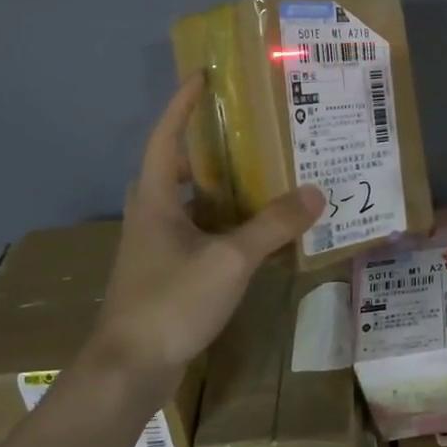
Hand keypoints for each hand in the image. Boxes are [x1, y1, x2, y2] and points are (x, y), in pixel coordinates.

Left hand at [92, 75, 324, 384]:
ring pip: (188, 204)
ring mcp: (155, 248)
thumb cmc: (171, 302)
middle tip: (246, 131)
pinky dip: (223, 225)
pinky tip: (253, 234)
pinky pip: (197, 234)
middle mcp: (150, 216)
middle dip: (206, 146)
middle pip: (176, 168)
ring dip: (218, 188)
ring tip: (260, 175)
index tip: (201, 76)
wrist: (130, 369)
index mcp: (155, 200)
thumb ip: (273, 226)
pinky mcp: (165, 275)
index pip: (165, 137)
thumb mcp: (229, 260)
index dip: (181, 105)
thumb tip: (316, 193)